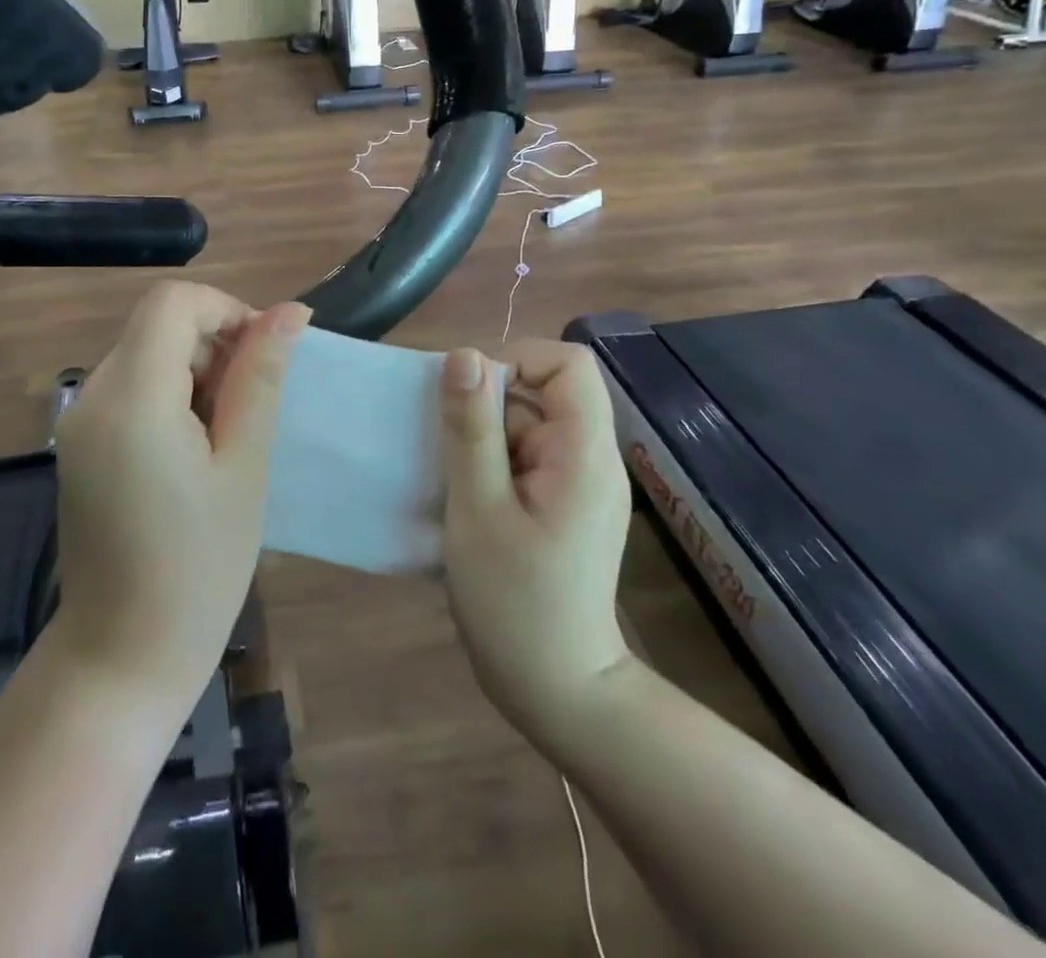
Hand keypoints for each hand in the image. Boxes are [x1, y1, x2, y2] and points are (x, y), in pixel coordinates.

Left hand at [52, 282, 309, 697]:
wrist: (122, 656)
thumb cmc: (199, 568)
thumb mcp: (244, 466)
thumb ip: (261, 378)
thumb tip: (291, 311)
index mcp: (131, 397)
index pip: (173, 301)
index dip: (226, 311)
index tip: (263, 359)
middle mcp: (92, 396)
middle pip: (158, 325)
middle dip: (214, 346)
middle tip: (251, 412)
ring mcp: (78, 421)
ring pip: (146, 353)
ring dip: (195, 372)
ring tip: (226, 439)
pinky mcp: (79, 443)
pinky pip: (130, 388)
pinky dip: (169, 396)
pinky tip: (194, 452)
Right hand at [439, 341, 632, 746]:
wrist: (557, 690)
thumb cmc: (514, 600)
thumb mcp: (478, 508)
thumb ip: (471, 428)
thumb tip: (463, 355)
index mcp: (584, 453)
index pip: (568, 364)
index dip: (517, 361)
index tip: (470, 399)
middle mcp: (592, 459)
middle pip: (544, 392)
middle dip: (489, 409)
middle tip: (453, 456)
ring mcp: (581, 484)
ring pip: (528, 425)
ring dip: (485, 441)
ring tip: (458, 486)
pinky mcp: (565, 505)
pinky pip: (528, 457)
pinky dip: (493, 466)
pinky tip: (470, 503)